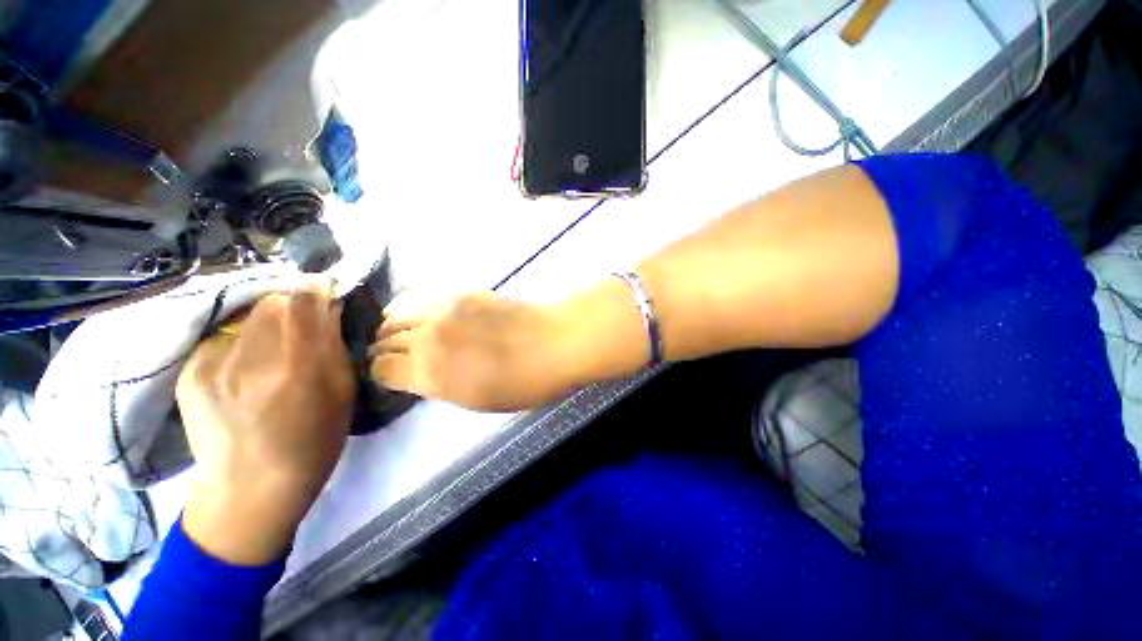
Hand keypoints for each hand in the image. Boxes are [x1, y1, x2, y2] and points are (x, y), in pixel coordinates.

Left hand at [177, 286, 356, 564]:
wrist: (249, 490)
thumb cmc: (313, 443)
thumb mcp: (342, 394)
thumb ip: (335, 347)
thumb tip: (328, 310)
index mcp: (298, 367)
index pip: (302, 302)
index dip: (315, 289)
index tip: (324, 292)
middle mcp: (251, 359)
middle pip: (271, 302)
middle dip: (291, 306)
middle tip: (301, 326)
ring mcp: (213, 365)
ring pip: (246, 317)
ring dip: (266, 324)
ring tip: (272, 349)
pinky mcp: (190, 373)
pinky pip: (224, 338)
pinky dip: (241, 343)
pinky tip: (245, 368)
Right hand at [370, 292, 576, 411]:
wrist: (553, 343)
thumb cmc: (522, 383)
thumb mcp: (475, 400)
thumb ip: (439, 385)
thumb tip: (420, 374)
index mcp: (429, 372)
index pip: (380, 369)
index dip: (381, 375)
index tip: (390, 377)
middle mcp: (427, 336)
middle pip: (385, 339)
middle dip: (384, 350)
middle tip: (396, 356)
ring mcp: (443, 309)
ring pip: (397, 313)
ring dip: (395, 326)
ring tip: (405, 333)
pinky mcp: (460, 292)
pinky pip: (422, 297)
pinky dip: (414, 308)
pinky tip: (426, 315)